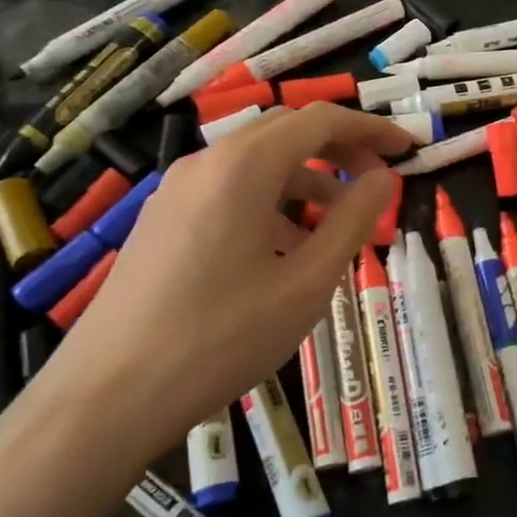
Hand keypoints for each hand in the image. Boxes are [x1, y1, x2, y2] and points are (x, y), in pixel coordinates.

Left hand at [30, 103, 410, 472]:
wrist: (108, 396)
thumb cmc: (221, 337)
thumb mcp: (306, 282)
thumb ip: (352, 221)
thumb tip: (383, 177)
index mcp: (243, 167)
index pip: (320, 120)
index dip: (371, 129)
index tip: (409, 149)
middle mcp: (206, 163)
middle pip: (286, 133)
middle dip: (341, 149)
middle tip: (380, 181)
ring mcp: (176, 191)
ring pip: (257, 165)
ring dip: (307, 180)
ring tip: (340, 226)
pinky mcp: (162, 221)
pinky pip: (229, 192)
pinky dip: (271, 203)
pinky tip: (286, 251)